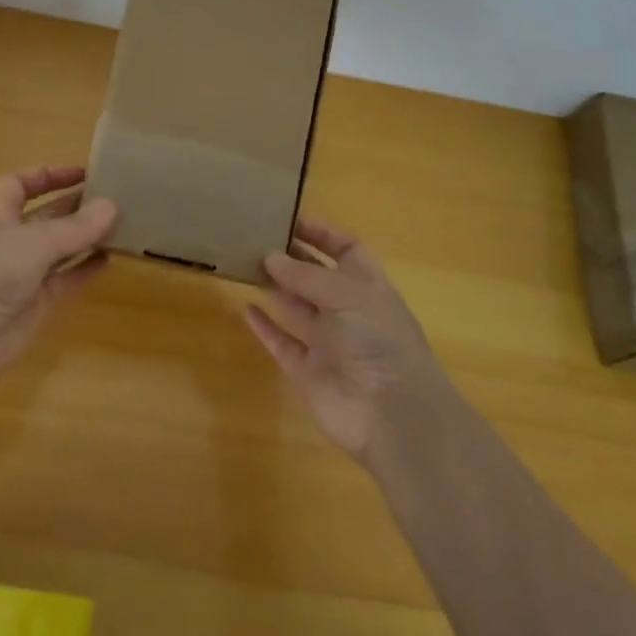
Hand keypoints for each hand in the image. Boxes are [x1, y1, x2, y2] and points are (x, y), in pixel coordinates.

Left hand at [0, 166, 117, 390]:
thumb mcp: (33, 243)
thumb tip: (113, 206)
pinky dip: (87, 268)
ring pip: (61, 248)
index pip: (19, 186)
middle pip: (47, 216)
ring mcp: (24, 274)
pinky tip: (112, 258)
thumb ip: (74, 227)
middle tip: (115, 197)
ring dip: (86, 236)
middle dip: (76, 205)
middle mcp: (11, 241)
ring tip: (122, 223)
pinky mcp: (37, 304)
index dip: (47, 176)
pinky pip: (67, 279)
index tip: (82, 173)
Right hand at [243, 218, 447, 459]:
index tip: (288, 220)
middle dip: (291, 258)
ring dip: (274, 287)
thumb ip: (305, 274)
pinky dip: (265, 327)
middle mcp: (348, 311)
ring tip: (244, 264)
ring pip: (296, 308)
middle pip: (316, 277)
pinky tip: (246, 308)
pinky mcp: (308, 371)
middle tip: (255, 239)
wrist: (391, 415)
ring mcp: (328, 342)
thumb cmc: (377, 340)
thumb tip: (270, 256)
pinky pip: (282, 343)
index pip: (347, 250)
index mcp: (368, 286)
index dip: (322, 234)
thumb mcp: (346, 294)